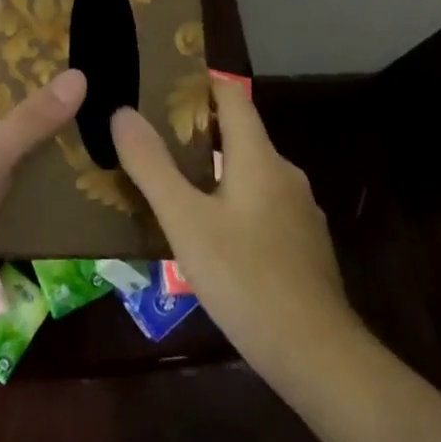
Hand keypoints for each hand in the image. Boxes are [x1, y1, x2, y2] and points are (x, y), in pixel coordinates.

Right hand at [111, 76, 357, 384]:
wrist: (318, 356)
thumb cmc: (245, 278)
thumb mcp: (185, 221)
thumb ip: (152, 165)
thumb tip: (122, 112)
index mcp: (259, 157)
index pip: (232, 96)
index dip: (199, 85)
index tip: (160, 86)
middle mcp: (284, 173)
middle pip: (239, 134)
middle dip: (195, 130)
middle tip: (150, 137)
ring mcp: (298, 211)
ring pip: (248, 173)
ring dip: (211, 170)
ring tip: (169, 184)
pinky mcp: (302, 245)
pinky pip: (260, 205)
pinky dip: (231, 202)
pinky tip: (207, 232)